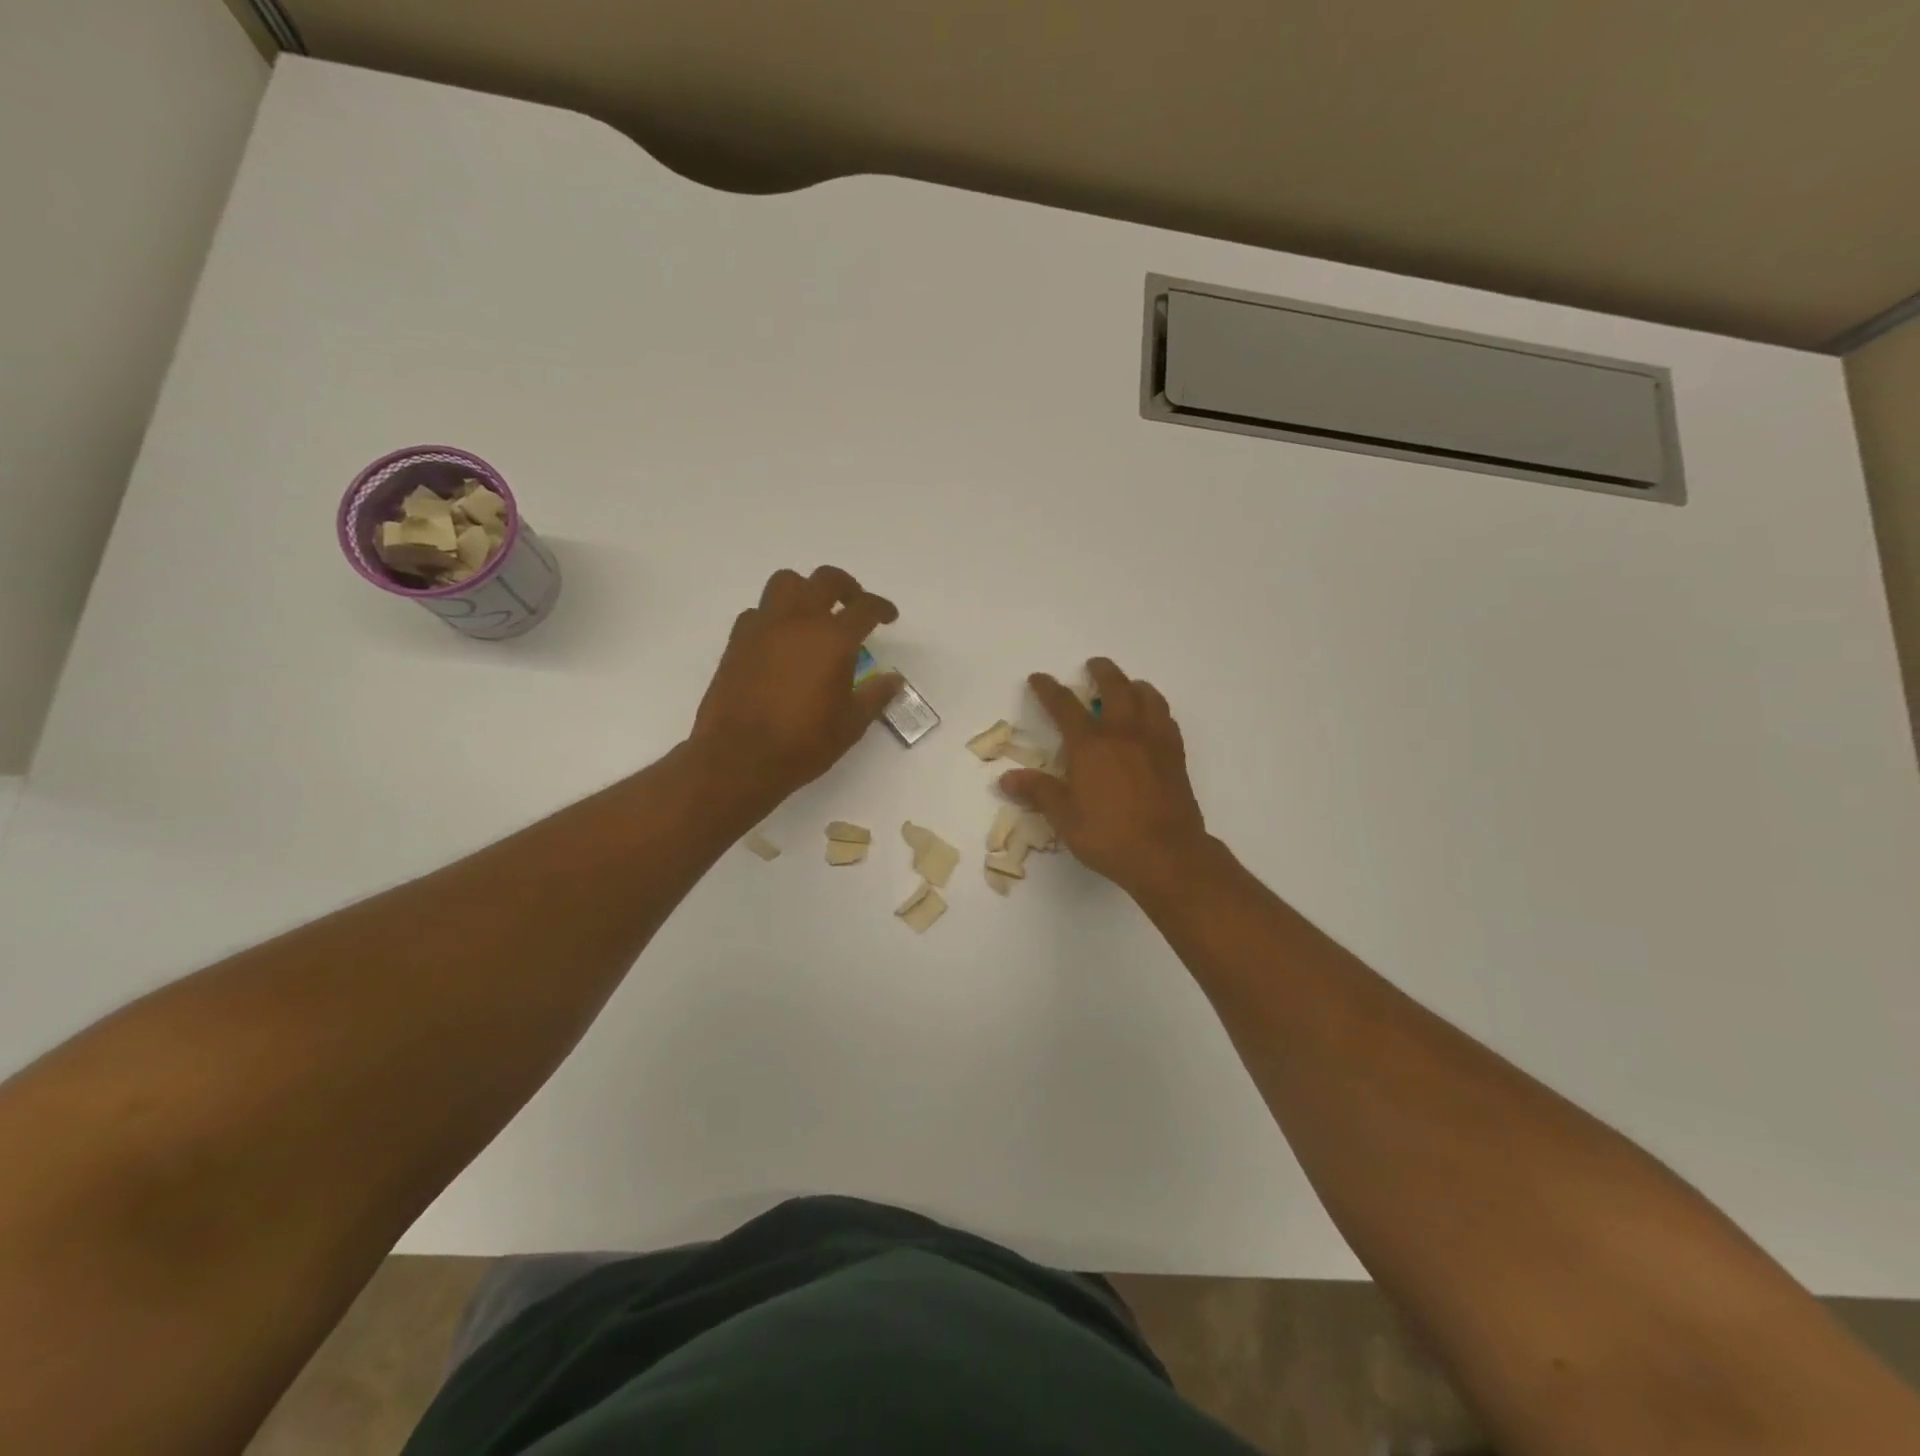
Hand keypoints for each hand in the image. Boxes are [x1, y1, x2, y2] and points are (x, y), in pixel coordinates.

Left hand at [690, 566, 901, 802]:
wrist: (738, 758)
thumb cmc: (803, 743)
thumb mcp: (850, 725)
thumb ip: (874, 696)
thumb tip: (893, 679)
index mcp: (833, 639)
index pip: (865, 608)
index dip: (882, 608)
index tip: (888, 617)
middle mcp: (799, 621)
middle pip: (825, 580)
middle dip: (846, 587)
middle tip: (854, 606)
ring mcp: (763, 627)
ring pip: (786, 583)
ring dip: (806, 590)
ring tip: (814, 615)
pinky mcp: (737, 640)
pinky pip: (759, 611)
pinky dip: (775, 615)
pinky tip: (781, 640)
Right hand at [1000, 658, 1210, 900]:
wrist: (1166, 854)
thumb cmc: (1108, 835)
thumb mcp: (1064, 817)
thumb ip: (1038, 792)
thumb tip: (1006, 779)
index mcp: (1090, 745)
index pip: (1065, 706)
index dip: (1049, 689)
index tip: (1039, 678)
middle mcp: (1123, 733)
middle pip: (1115, 688)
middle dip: (1102, 672)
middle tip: (1093, 665)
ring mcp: (1154, 742)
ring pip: (1148, 697)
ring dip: (1134, 685)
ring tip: (1128, 686)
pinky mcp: (1175, 756)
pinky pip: (1167, 719)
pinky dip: (1156, 709)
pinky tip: (1153, 717)